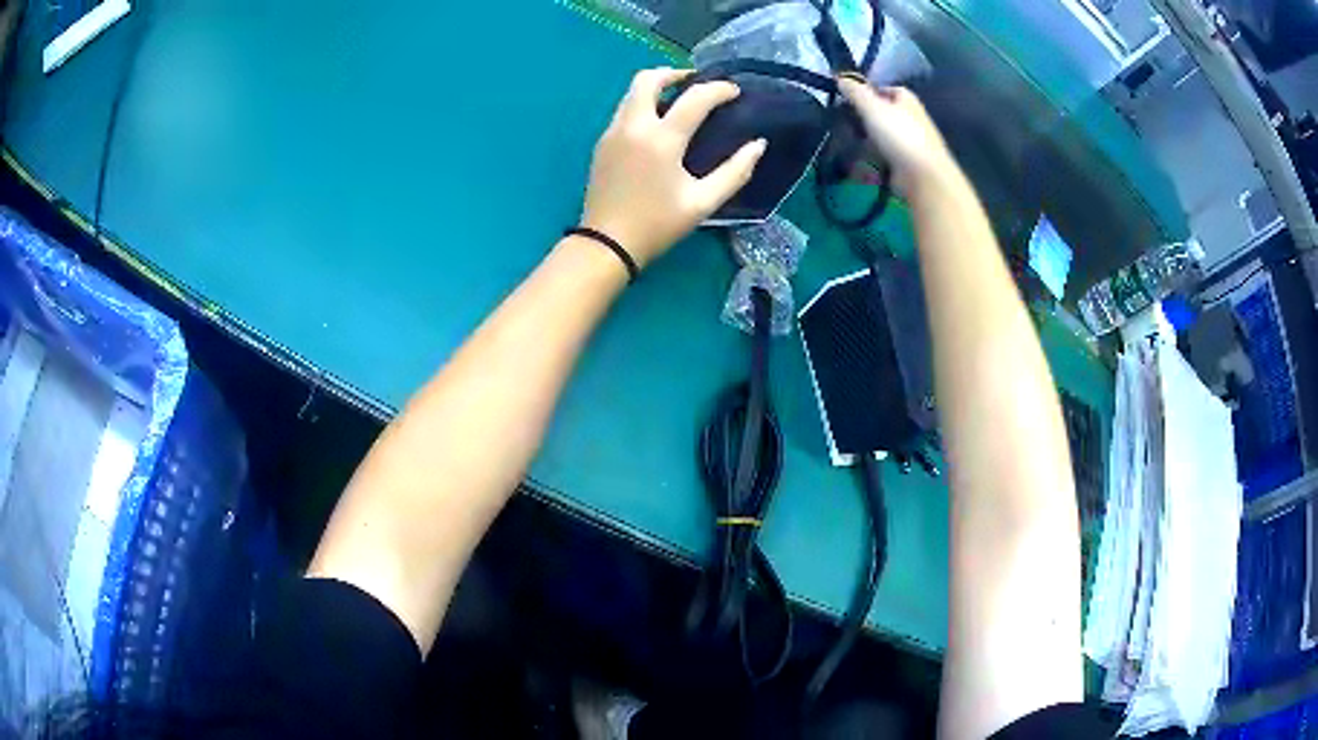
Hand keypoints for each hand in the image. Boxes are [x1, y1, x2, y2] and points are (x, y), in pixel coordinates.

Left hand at [581, 68, 766, 267]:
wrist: (606, 245)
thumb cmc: (658, 225)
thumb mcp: (703, 203)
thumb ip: (735, 171)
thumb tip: (758, 145)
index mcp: (661, 139)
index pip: (695, 98)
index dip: (719, 89)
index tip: (735, 92)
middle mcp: (633, 126)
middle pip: (648, 78)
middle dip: (675, 73)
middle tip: (696, 84)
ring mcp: (612, 133)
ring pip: (631, 92)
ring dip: (656, 87)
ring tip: (679, 100)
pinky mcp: (602, 144)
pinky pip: (624, 110)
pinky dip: (643, 105)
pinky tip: (659, 124)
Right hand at [838, 79, 956, 200]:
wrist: (923, 176)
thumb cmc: (899, 135)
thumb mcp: (872, 107)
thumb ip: (855, 92)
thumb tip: (840, 77)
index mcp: (907, 100)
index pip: (887, 89)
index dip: (869, 92)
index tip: (849, 99)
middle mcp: (912, 118)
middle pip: (884, 113)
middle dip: (865, 118)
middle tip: (845, 122)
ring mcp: (911, 143)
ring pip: (884, 136)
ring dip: (867, 140)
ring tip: (847, 143)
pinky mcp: (907, 164)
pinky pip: (885, 157)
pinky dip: (873, 160)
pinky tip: (859, 164)